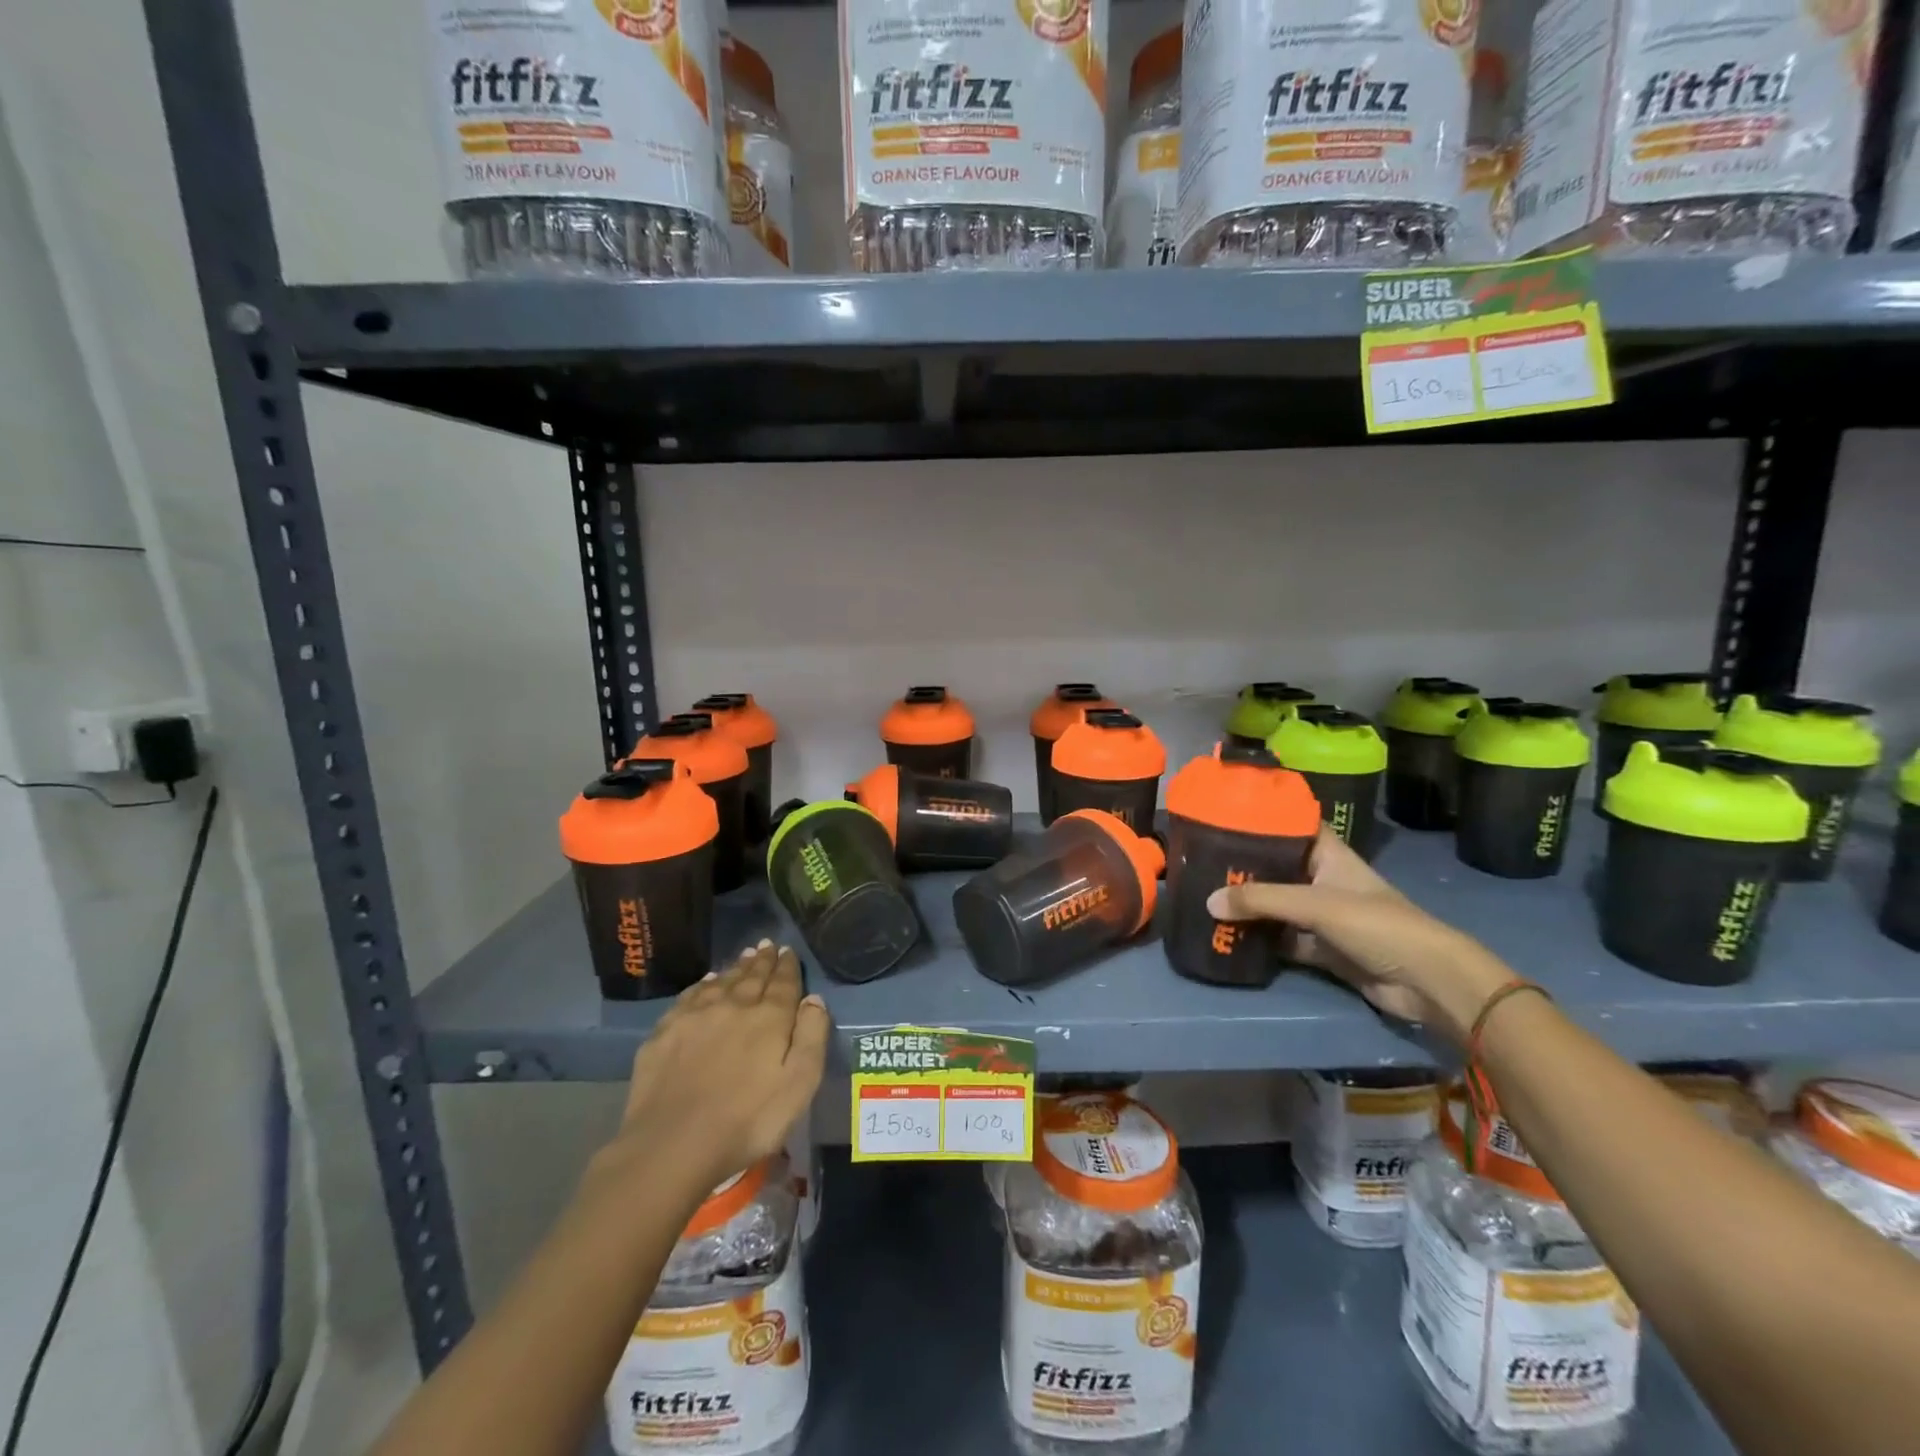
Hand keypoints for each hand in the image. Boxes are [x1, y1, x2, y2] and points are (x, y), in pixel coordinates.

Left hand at [591, 941, 830, 1200]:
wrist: (672, 1145)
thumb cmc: (747, 1121)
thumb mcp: (799, 1085)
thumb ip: (811, 1037)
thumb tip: (814, 999)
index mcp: (769, 1018)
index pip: (783, 983)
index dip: (788, 966)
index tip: (788, 951)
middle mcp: (734, 1006)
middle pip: (752, 977)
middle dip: (763, 960)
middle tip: (768, 945)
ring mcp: (696, 1016)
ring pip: (722, 981)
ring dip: (736, 967)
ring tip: (745, 956)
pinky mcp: (665, 1032)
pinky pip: (690, 996)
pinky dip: (703, 984)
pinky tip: (707, 982)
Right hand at [1206, 828, 1512, 1043]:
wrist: (1426, 982)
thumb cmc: (1376, 924)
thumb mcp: (1315, 904)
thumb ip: (1261, 901)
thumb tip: (1208, 901)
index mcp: (1329, 856)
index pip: (1293, 826)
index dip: (1264, 818)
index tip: (1225, 813)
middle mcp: (1323, 880)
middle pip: (1277, 868)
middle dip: (1244, 867)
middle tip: (1200, 860)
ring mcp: (1323, 916)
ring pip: (1277, 906)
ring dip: (1249, 906)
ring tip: (1203, 895)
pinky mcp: (1322, 949)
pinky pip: (1283, 939)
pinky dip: (1260, 940)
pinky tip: (1227, 935)